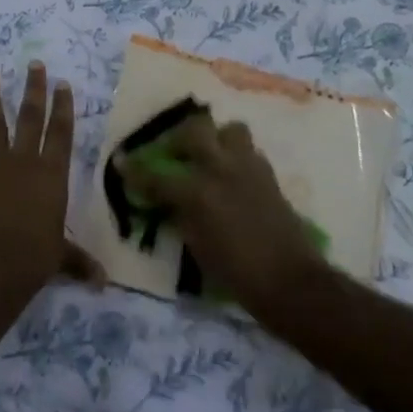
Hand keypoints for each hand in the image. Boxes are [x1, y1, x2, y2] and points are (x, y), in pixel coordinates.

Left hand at [0, 63, 101, 294]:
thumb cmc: (35, 259)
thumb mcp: (61, 258)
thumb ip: (79, 262)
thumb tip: (103, 283)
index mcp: (51, 175)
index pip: (60, 133)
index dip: (63, 107)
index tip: (62, 83)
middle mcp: (23, 162)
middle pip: (30, 118)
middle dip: (33, 89)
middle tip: (33, 64)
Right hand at [116, 112, 326, 313]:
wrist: (290, 281)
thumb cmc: (236, 272)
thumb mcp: (196, 245)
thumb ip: (180, 214)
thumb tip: (169, 200)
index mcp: (198, 191)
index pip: (157, 175)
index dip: (136, 171)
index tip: (122, 163)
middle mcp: (222, 170)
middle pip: (196, 130)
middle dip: (179, 137)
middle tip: (173, 152)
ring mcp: (249, 168)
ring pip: (230, 130)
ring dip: (215, 139)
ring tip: (208, 157)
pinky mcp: (269, 175)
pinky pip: (248, 151)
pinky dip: (235, 157)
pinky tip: (231, 176)